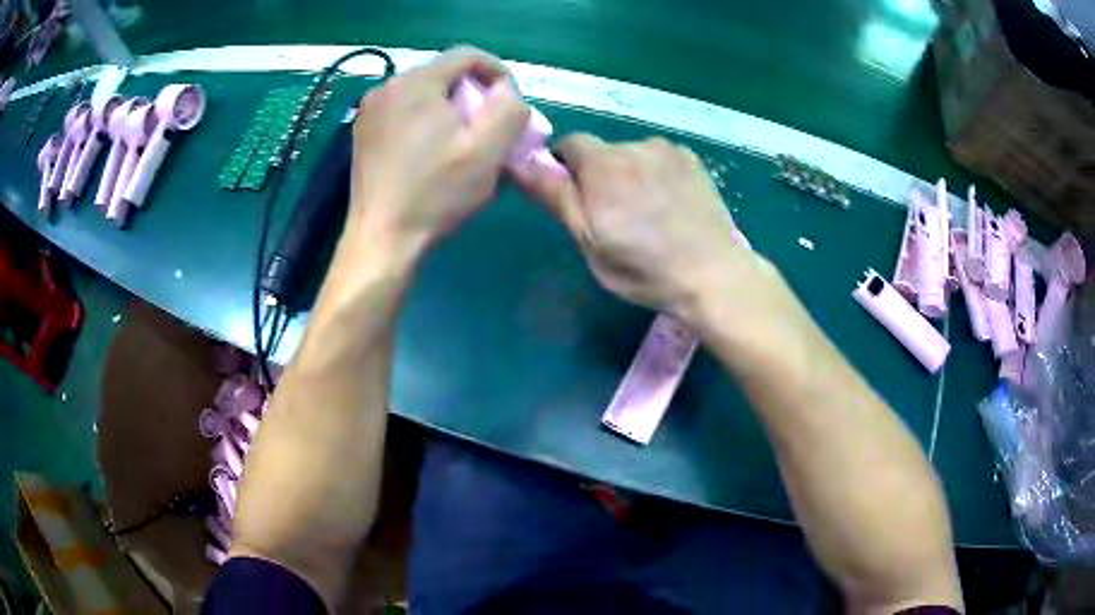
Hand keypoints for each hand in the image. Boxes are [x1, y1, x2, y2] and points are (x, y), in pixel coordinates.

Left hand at [348, 47, 530, 251]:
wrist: (382, 241)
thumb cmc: (436, 195)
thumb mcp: (488, 151)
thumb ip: (508, 109)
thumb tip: (506, 91)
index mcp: (416, 82)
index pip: (468, 56)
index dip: (499, 74)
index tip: (512, 106)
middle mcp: (387, 87)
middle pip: (445, 75)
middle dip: (475, 97)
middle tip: (490, 131)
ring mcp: (369, 111)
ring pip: (424, 95)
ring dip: (452, 111)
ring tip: (464, 145)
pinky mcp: (363, 133)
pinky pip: (405, 114)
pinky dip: (427, 124)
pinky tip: (434, 155)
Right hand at [514, 134, 768, 322]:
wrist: (712, 274)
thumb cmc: (643, 267)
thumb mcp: (589, 240)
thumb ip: (554, 195)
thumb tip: (516, 160)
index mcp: (603, 163)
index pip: (568, 144)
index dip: (565, 169)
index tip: (576, 200)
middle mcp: (634, 145)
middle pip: (602, 152)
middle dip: (599, 175)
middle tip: (614, 217)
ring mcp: (668, 150)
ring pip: (633, 156)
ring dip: (630, 174)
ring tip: (649, 214)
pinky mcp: (692, 160)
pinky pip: (661, 160)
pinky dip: (657, 175)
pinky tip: (671, 206)